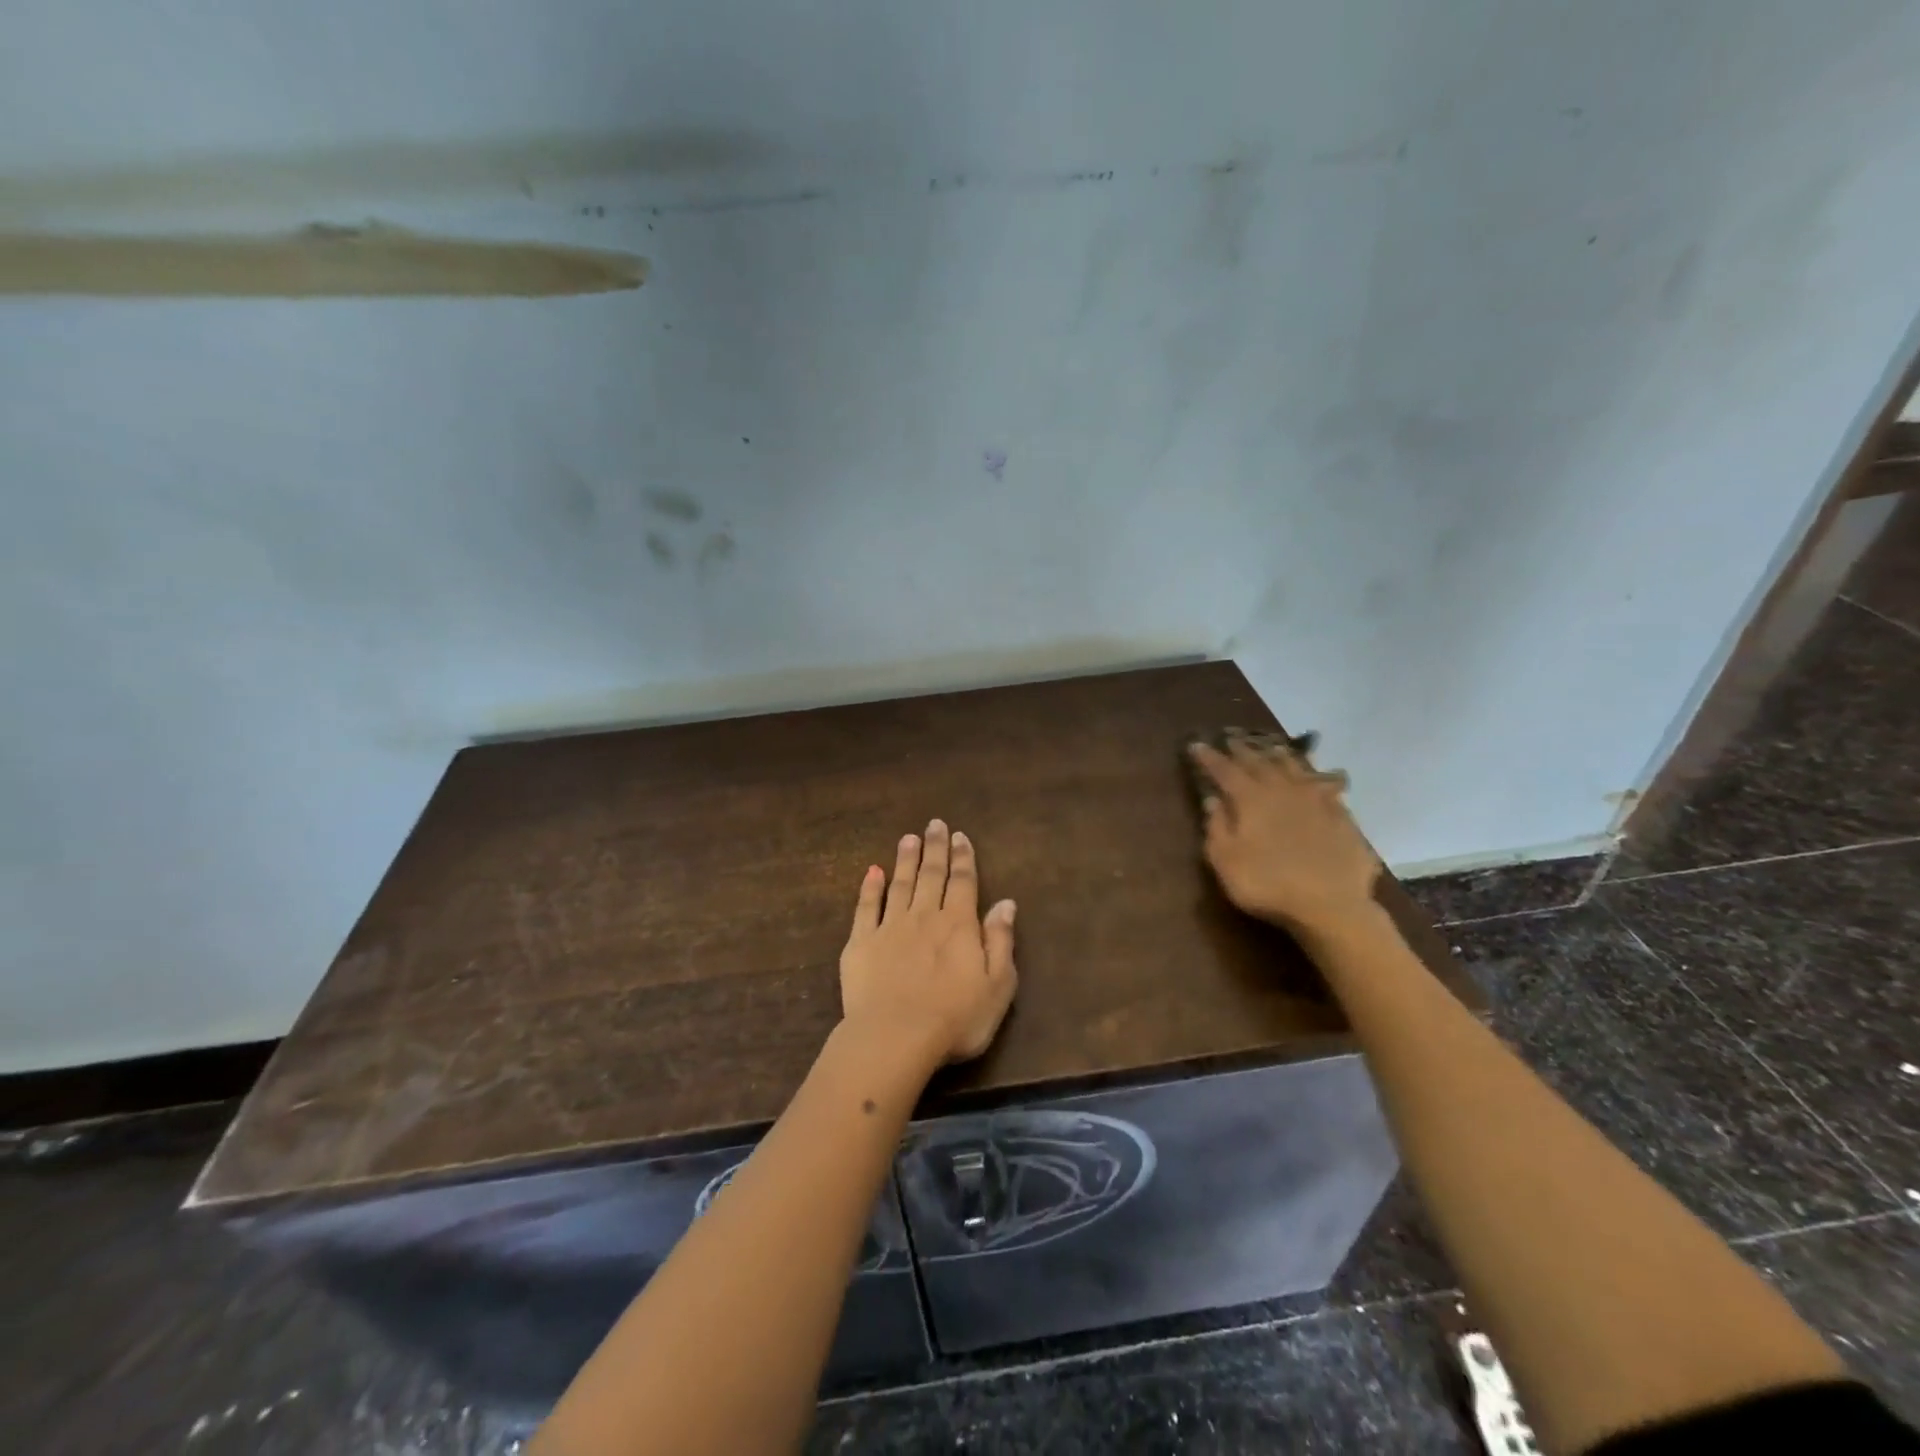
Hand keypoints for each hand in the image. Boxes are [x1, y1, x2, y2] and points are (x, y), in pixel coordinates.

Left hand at [839, 819, 1017, 1063]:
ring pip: (900, 883)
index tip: (960, 836)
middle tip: (935, 824)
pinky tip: (872, 872)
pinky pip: (865, 907)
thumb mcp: (997, 986)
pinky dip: (869, 888)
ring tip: (908, 838)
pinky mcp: (861, 943)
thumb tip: (1006, 903)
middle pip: (932, 875)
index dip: (963, 858)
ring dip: (905, 859)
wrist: (895, 1037)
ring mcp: (890, 927)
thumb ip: (1001, 940)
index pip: (963, 882)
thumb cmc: (955, 1019)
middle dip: (935, 848)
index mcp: (959, 925)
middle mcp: (925, 916)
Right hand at [1189, 734, 1381, 937]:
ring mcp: (1315, 800)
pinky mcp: (1341, 815)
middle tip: (1231, 739)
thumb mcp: (1226, 861)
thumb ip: (1217, 827)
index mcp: (1251, 799)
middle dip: (1243, 750)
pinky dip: (1317, 777)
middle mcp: (1282, 790)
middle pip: (1260, 762)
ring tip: (1271, 748)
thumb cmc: (1268, 885)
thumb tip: (1213, 799)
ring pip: (1295, 768)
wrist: (1332, 906)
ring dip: (1280, 756)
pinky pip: (1326, 786)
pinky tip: (1320, 777)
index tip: (1197, 745)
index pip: (1225, 770)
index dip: (1209, 757)